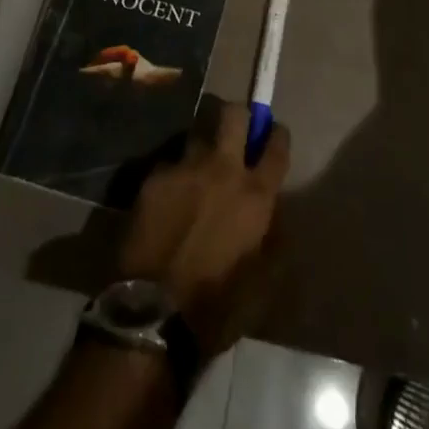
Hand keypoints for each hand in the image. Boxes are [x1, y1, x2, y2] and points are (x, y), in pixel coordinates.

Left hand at [118, 100, 289, 356]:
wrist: (152, 313)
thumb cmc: (217, 306)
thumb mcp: (263, 280)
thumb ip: (272, 236)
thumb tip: (273, 213)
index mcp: (255, 195)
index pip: (276, 145)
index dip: (277, 136)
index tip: (273, 135)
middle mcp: (222, 169)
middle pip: (234, 114)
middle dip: (239, 116)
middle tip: (236, 134)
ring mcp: (184, 168)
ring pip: (198, 135)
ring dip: (203, 150)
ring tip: (197, 174)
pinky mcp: (154, 178)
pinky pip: (170, 165)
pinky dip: (174, 178)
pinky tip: (168, 201)